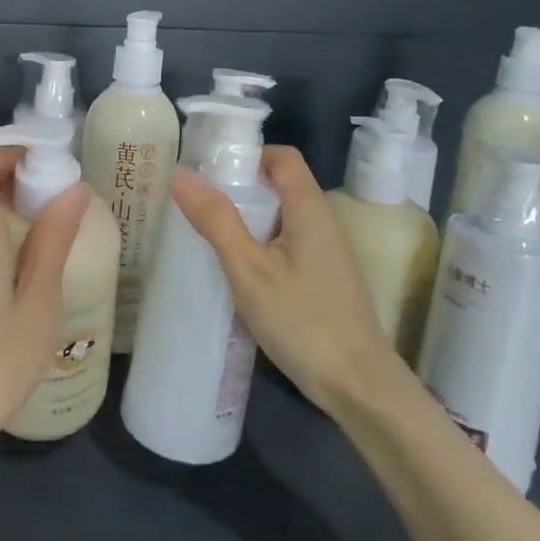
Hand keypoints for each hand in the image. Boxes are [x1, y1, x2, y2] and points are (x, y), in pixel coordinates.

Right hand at [168, 146, 404, 416]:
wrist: (359, 387)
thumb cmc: (302, 321)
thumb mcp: (248, 269)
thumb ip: (216, 220)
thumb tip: (180, 173)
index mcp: (310, 209)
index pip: (282, 157)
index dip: (247, 154)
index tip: (209, 169)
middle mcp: (323, 222)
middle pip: (280, 185)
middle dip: (239, 187)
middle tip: (196, 202)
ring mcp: (327, 253)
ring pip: (282, 217)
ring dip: (248, 218)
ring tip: (207, 233)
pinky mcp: (324, 279)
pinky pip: (287, 243)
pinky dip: (260, 244)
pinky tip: (236, 269)